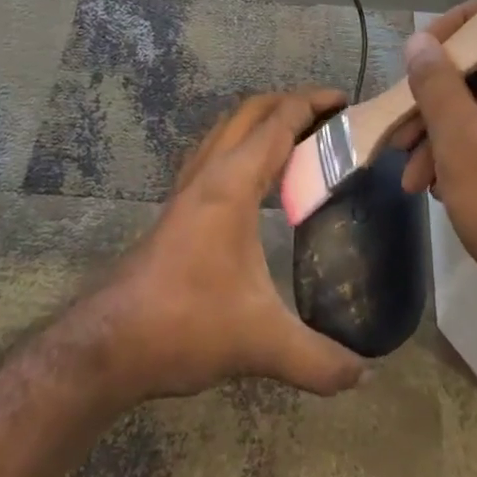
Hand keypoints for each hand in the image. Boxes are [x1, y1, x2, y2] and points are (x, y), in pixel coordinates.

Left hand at [85, 89, 366, 402]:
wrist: (111, 343)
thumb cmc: (186, 324)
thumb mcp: (260, 343)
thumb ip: (317, 359)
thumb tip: (365, 374)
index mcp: (233, 183)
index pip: (278, 122)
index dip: (312, 104)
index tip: (345, 102)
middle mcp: (210, 171)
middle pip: (252, 111)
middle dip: (291, 103)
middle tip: (329, 118)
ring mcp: (189, 186)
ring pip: (228, 127)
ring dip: (263, 119)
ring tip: (299, 138)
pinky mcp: (178, 205)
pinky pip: (215, 150)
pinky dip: (243, 142)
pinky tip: (256, 175)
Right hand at [392, 0, 476, 322]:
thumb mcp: (459, 139)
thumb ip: (435, 83)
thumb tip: (419, 41)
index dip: (462, 18)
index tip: (427, 53)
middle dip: (434, 88)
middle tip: (401, 121)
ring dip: (438, 125)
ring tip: (406, 167)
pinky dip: (458, 146)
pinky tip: (429, 183)